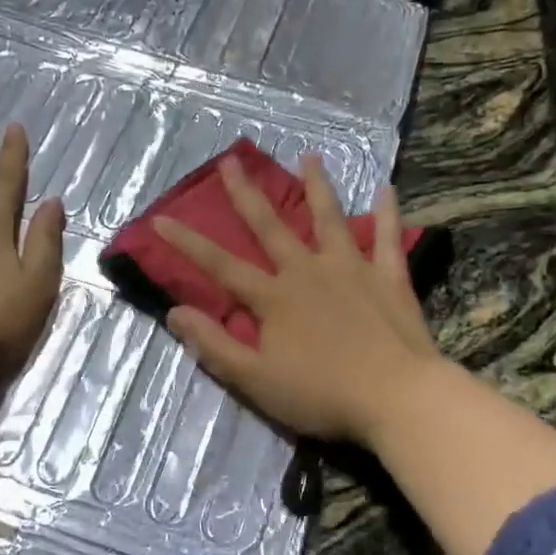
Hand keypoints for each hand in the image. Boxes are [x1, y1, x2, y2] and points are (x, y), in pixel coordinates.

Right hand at [156, 154, 443, 445]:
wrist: (396, 397)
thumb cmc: (321, 394)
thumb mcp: (255, 379)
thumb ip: (214, 345)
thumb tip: (174, 312)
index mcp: (274, 297)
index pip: (220, 265)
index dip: (187, 243)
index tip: (160, 218)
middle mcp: (308, 271)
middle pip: (270, 227)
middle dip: (246, 194)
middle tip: (231, 160)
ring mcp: (351, 269)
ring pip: (329, 219)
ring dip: (317, 187)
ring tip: (310, 156)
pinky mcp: (389, 277)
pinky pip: (387, 238)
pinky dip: (386, 213)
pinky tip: (386, 188)